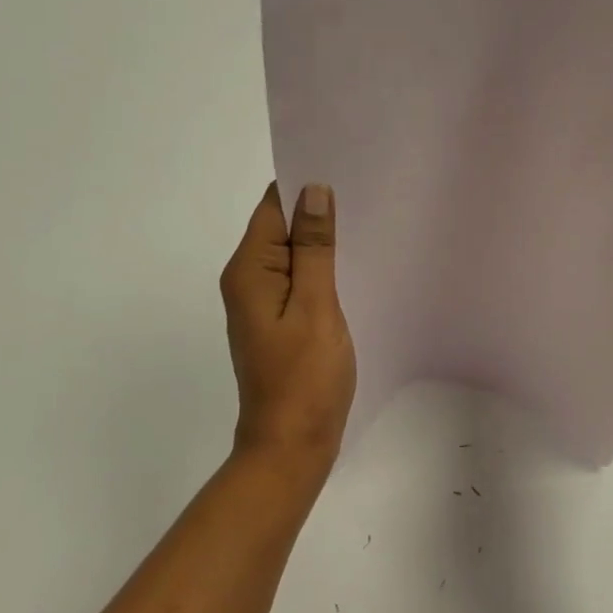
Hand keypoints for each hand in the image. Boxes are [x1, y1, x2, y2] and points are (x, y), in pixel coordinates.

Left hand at [219, 182, 357, 476]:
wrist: (291, 446)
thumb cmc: (304, 376)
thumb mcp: (315, 305)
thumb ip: (314, 248)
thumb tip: (314, 191)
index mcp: (249, 270)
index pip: (272, 206)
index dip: (304, 185)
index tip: (343, 166)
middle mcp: (247, 279)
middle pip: (280, 226)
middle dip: (316, 208)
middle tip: (364, 189)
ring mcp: (261, 301)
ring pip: (291, 252)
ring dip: (320, 238)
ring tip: (364, 218)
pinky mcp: (277, 318)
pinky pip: (297, 277)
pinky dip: (320, 265)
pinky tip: (350, 261)